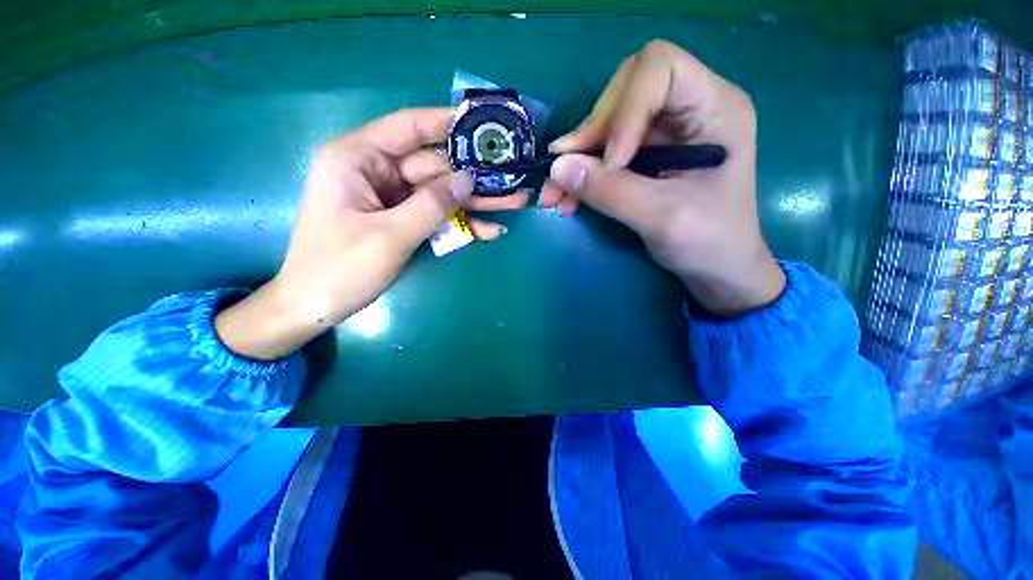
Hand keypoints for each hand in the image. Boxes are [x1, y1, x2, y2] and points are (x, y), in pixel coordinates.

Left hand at [216, 108, 528, 359]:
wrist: (315, 307)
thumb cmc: (340, 269)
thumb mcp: (390, 235)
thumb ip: (432, 205)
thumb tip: (469, 179)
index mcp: (358, 158)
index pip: (409, 127)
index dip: (448, 124)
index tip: (484, 126)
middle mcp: (375, 171)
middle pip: (434, 168)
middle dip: (473, 178)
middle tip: (512, 181)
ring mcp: (391, 199)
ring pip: (440, 194)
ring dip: (474, 203)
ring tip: (513, 204)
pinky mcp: (400, 220)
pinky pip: (434, 216)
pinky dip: (459, 224)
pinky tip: (488, 231)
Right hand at [542, 40, 784, 314]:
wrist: (718, 269)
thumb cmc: (709, 242)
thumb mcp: (662, 217)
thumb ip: (610, 191)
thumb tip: (556, 168)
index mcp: (714, 108)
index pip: (658, 68)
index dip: (625, 108)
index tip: (611, 162)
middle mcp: (687, 109)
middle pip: (623, 92)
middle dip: (591, 133)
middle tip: (564, 173)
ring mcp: (663, 133)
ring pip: (606, 125)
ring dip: (576, 158)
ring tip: (554, 194)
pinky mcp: (645, 156)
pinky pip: (602, 152)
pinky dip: (581, 174)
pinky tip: (566, 198)